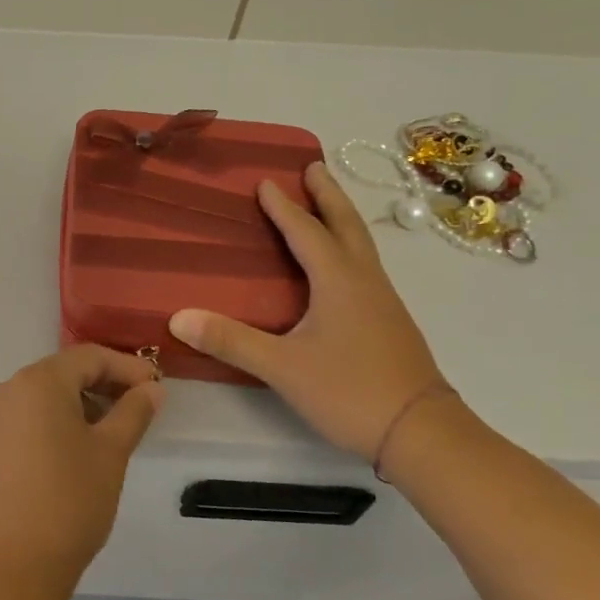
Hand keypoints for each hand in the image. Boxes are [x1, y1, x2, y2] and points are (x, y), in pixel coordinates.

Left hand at [0, 345, 165, 586]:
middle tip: (144, 404)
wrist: (18, 559)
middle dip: (107, 382)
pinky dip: (64, 417)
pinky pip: (35, 413)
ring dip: (86, 400)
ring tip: (120, 425)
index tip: (158, 385)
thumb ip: (134, 411)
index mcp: (40, 380)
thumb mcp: (112, 450)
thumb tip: (152, 388)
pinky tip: (87, 441)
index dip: (127, 367)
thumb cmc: (71, 498)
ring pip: (51, 393)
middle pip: (67, 370)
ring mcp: (0, 414)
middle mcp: (13, 387)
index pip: (90, 357)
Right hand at [169, 162, 445, 460]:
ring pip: (361, 245)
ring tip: (326, 204)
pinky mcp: (389, 322)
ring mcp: (383, 301)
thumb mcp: (282, 367)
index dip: (285, 208)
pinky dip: (348, 246)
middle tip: (313, 166)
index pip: (307, 233)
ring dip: (341, 218)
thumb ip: (231, 340)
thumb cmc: (350, 391)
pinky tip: (340, 266)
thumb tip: (177, 317)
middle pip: (346, 226)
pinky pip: (365, 266)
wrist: (421, 432)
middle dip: (327, 195)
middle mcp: (365, 282)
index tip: (266, 182)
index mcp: (339, 282)